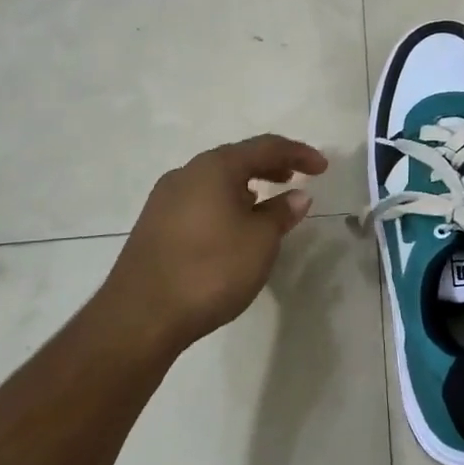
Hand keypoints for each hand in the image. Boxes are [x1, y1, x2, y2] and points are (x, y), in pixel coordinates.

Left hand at [101, 134, 328, 354]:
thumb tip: (297, 196)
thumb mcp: (259, 242)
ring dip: (246, 185)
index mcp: (214, 167)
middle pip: (237, 159)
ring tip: (268, 201)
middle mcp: (186, 174)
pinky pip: (200, 200)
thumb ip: (281, 213)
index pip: (265, 147)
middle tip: (297, 177)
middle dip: (270, 166)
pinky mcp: (154, 225)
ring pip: (215, 180)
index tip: (323, 167)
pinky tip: (233, 225)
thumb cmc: (210, 270)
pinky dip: (225, 203)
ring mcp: (165, 199)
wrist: (140, 317)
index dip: (298, 153)